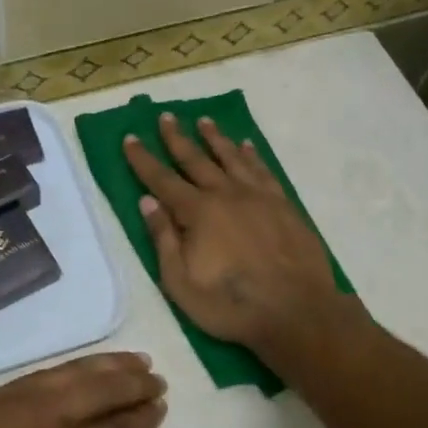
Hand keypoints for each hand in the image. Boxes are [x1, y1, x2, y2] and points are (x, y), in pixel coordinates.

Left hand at [0, 353, 165, 427]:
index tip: (160, 406)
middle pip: (102, 390)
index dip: (142, 419)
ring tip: (132, 360)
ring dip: (107, 365)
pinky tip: (82, 368)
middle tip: (155, 378)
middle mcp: (49, 417)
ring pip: (74, 372)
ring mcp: (19, 399)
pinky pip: (44, 373)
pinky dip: (71, 367)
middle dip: (133, 383)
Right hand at [123, 114, 347, 357]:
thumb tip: (147, 200)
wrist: (296, 311)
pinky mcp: (283, 205)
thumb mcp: (181, 282)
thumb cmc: (231, 304)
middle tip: (166, 116)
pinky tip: (246, 146)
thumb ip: (163, 239)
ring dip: (215, 138)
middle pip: (196, 160)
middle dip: (177, 138)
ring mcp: (258, 197)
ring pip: (231, 158)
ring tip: (204, 121)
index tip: (130, 138)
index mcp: (198, 212)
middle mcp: (226, 195)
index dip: (143, 159)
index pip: (162, 179)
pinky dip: (252, 155)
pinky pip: (263, 170)